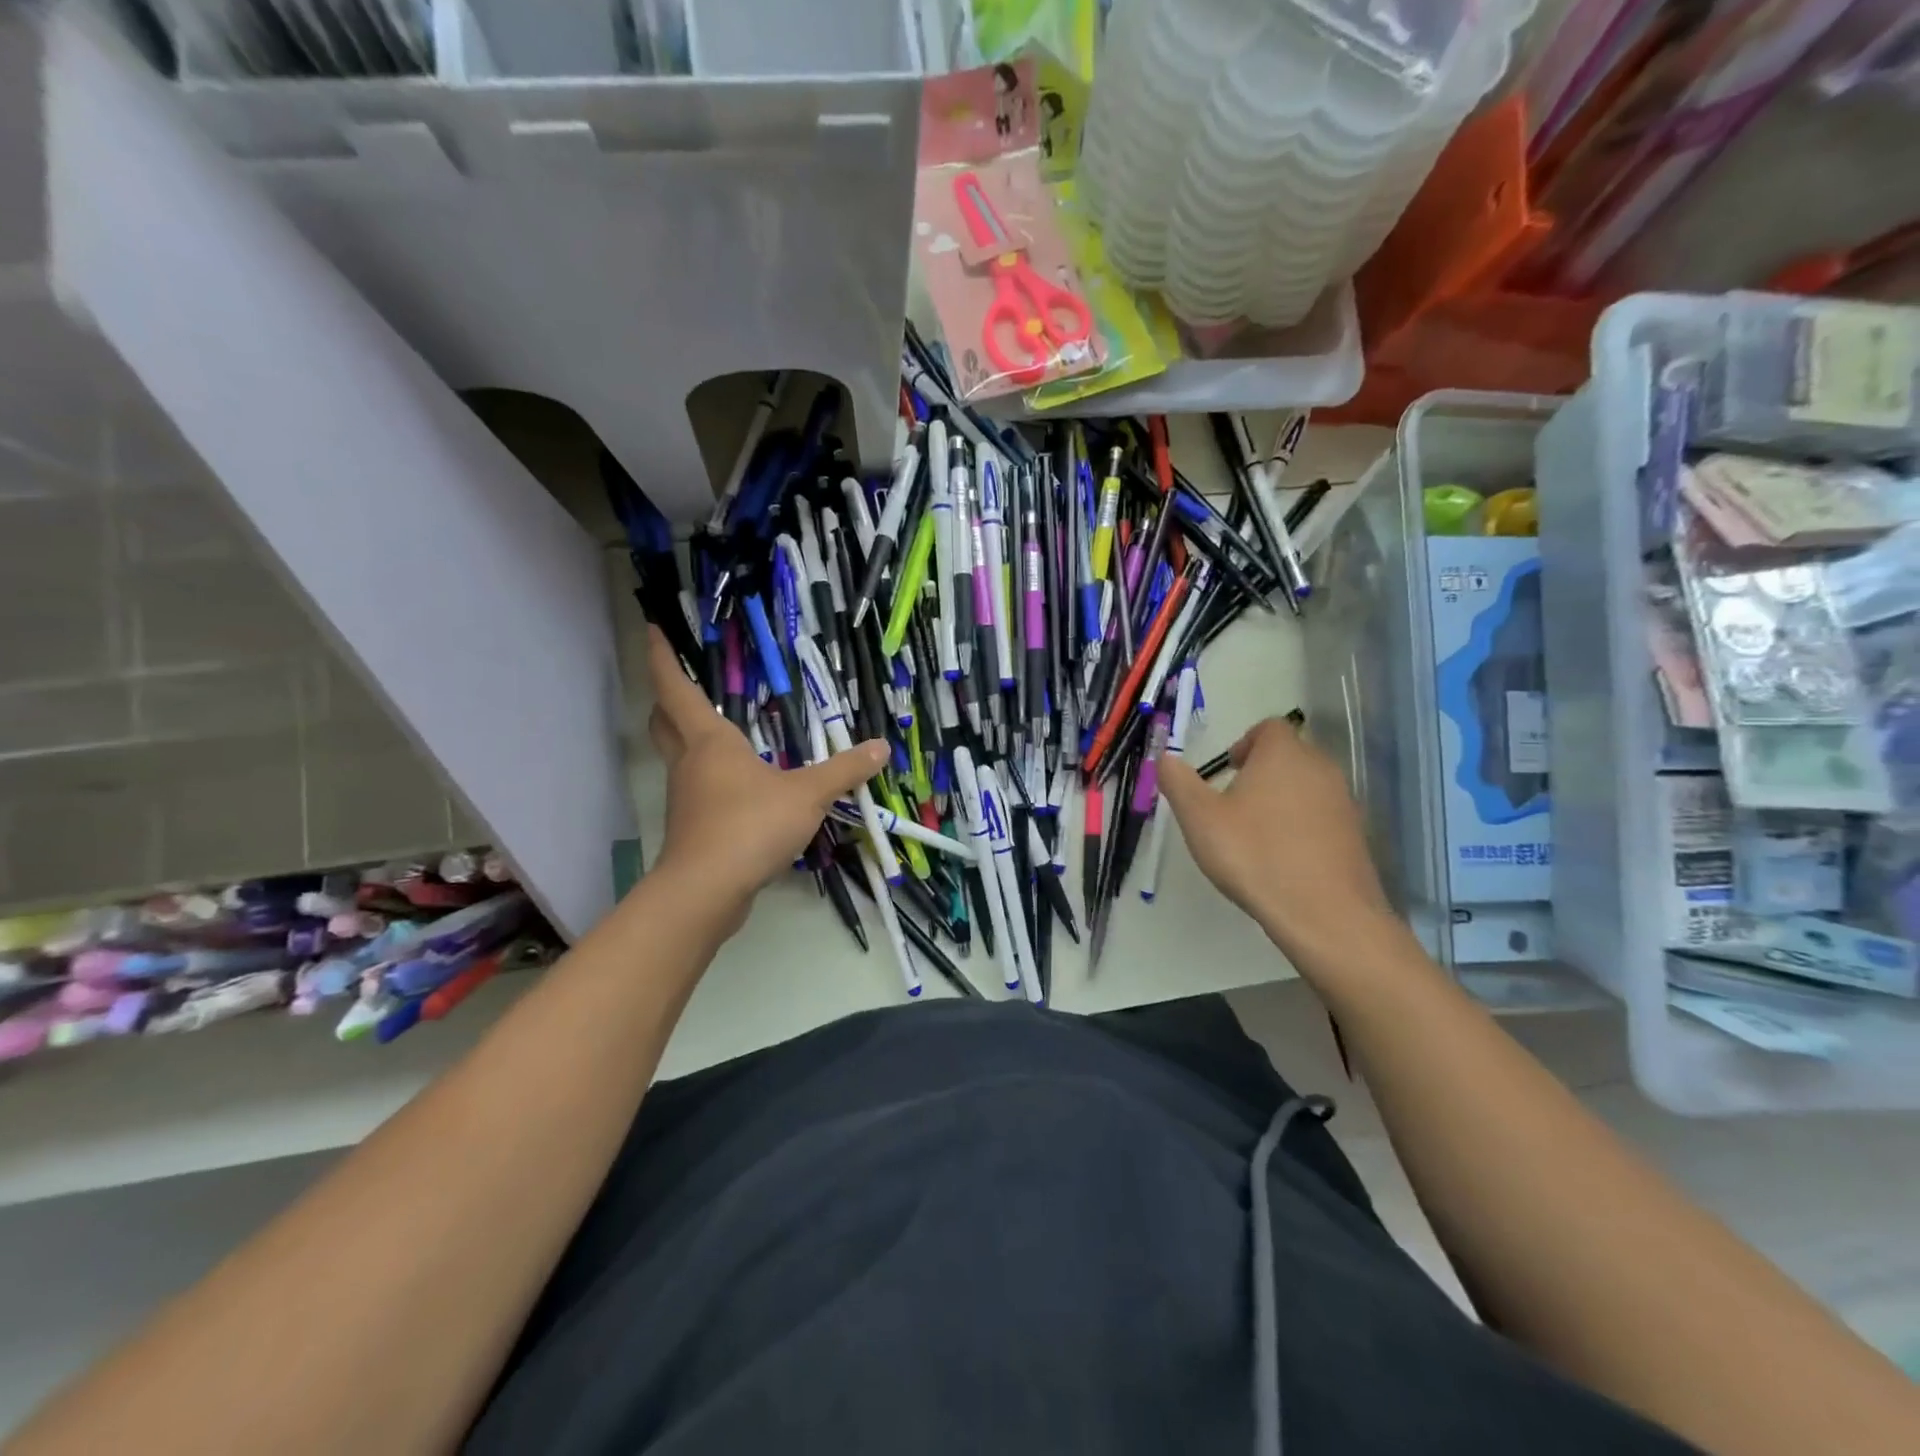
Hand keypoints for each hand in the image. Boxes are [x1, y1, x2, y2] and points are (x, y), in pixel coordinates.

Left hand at [643, 627, 887, 925]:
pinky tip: (737, 789)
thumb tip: (881, 747)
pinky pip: (697, 791)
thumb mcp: (808, 794)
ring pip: (678, 757)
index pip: (677, 688)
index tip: (651, 630)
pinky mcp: (692, 829)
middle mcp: (690, 763)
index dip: (662, 658)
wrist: (707, 891)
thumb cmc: (751, 825)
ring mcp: (685, 798)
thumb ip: (844, 770)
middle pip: (664, 721)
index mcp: (711, 741)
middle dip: (666, 698)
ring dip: (687, 739)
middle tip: (678, 682)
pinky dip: (708, 779)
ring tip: (719, 733)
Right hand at [1158, 716, 1394, 965]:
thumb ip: (1178, 782)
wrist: (1325, 913)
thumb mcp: (1199, 818)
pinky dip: (1301, 827)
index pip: (1269, 727)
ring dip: (1281, 801)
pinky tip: (1283, 860)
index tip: (1226, 772)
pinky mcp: (1356, 835)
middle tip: (1233, 806)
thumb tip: (1164, 759)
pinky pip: (1322, 817)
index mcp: (1283, 754)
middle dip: (1261, 773)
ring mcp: (1343, 802)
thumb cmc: (1254, 855)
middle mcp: (1320, 768)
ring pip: (1306, 787)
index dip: (1245, 744)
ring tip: (1255, 836)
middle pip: (1289, 755)